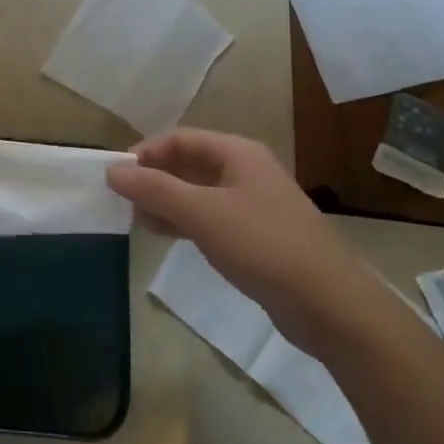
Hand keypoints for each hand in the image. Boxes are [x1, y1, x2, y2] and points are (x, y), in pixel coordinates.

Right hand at [108, 129, 389, 354]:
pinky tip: (164, 235)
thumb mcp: (202, 213)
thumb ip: (155, 190)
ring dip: (166, 201)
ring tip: (136, 220)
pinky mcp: (256, 235)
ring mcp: (253, 204)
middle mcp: (245, 171)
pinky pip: (210, 217)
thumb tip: (112, 171)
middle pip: (188, 163)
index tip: (115, 177)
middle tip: (121, 201)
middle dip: (153, 178)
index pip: (179, 138)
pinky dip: (184, 221)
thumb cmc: (263, 245)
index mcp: (237, 153)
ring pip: (197, 192)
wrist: (331, 305)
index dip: (145, 153)